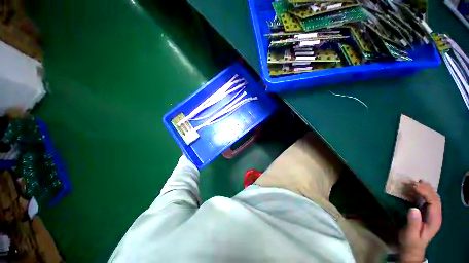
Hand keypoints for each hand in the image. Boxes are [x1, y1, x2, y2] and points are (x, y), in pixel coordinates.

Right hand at [399, 181, 441, 262]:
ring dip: (425, 189)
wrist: (412, 248)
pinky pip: (427, 200)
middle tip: (414, 182)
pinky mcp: (426, 213)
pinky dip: (422, 193)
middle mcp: (436, 215)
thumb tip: (413, 209)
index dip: (426, 192)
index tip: (414, 186)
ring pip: (433, 198)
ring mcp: (432, 214)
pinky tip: (415, 190)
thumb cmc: (410, 242)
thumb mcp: (410, 234)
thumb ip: (413, 223)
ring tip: (415, 183)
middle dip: (426, 189)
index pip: (434, 202)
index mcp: (434, 220)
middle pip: (435, 198)